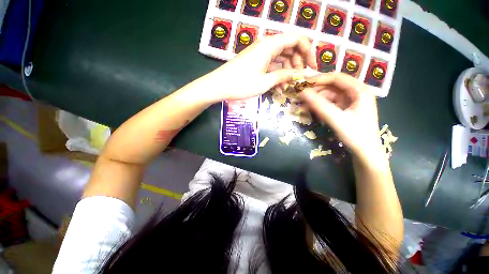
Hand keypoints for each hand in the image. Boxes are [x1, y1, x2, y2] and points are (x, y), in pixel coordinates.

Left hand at [205, 34, 316, 102]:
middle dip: (297, 65)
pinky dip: (276, 76)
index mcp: (271, 44)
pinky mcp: (256, 63)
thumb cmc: (242, 84)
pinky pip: (271, 66)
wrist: (219, 86)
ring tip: (287, 88)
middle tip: (298, 80)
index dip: (308, 52)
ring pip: (280, 60)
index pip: (297, 40)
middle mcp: (267, 45)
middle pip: (290, 50)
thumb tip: (301, 74)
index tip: (312, 67)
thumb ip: (285, 76)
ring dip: (286, 73)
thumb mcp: (266, 82)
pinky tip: (278, 88)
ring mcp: (260, 55)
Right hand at [300, 73, 381, 162]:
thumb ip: (318, 105)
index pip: (336, 78)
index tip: (303, 84)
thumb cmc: (355, 135)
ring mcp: (350, 102)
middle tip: (300, 97)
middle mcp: (355, 93)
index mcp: (359, 90)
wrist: (365, 153)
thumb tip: (302, 92)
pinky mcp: (345, 109)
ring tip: (302, 106)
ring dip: (315, 100)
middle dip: (315, 91)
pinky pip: (329, 104)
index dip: (318, 79)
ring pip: (329, 96)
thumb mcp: (336, 119)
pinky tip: (311, 111)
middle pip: (331, 87)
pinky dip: (319, 107)